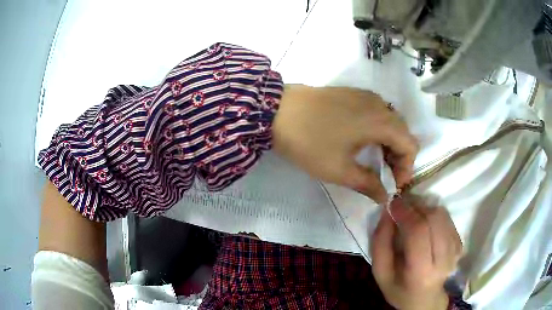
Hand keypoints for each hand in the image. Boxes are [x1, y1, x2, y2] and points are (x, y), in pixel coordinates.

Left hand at [272, 85, 417, 202]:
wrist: (277, 110)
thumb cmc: (310, 142)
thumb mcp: (340, 170)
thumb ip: (368, 184)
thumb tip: (385, 196)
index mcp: (382, 121)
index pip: (410, 145)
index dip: (407, 168)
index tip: (393, 185)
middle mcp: (379, 104)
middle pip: (403, 132)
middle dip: (399, 156)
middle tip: (385, 175)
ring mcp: (364, 95)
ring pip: (390, 121)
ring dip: (389, 142)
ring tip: (375, 161)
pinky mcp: (351, 93)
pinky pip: (376, 112)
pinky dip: (378, 129)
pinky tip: (363, 140)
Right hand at [371, 197, 462, 309]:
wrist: (425, 300)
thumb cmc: (399, 288)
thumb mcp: (380, 273)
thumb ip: (380, 243)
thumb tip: (388, 211)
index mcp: (421, 272)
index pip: (418, 232)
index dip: (406, 213)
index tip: (393, 202)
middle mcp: (443, 260)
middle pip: (434, 219)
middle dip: (416, 206)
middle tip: (402, 206)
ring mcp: (455, 252)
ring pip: (442, 215)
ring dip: (425, 208)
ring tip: (412, 214)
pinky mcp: (460, 245)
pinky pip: (448, 219)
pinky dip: (434, 215)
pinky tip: (425, 223)